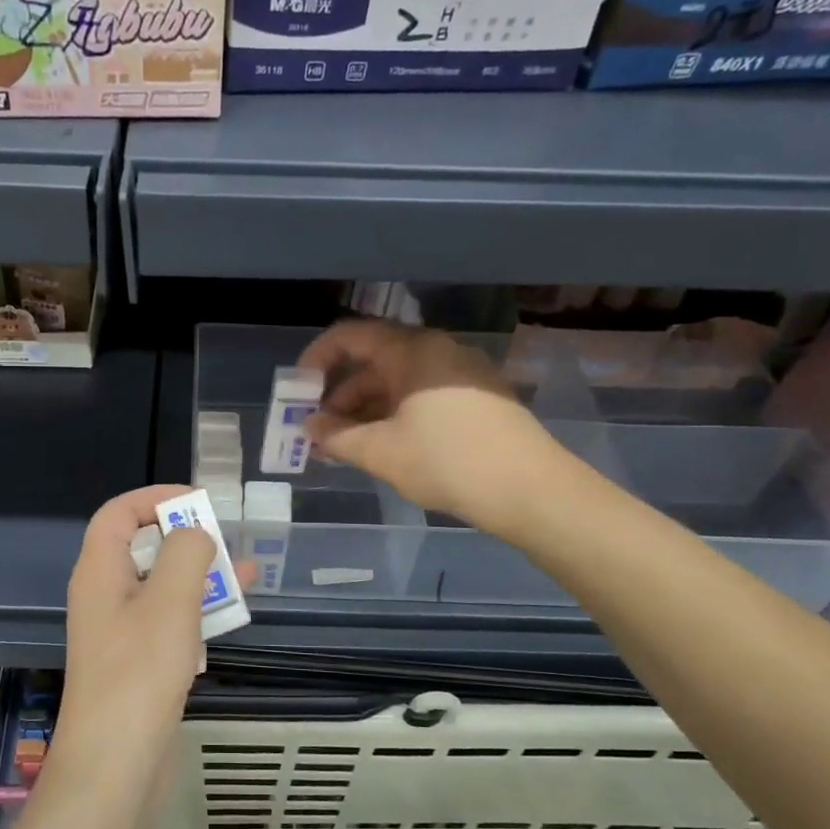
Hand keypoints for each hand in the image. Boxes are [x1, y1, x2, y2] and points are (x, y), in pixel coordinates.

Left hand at [58, 485, 239, 758]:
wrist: (116, 765)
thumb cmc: (139, 673)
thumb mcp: (169, 601)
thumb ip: (186, 553)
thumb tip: (195, 535)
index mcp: (99, 571)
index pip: (118, 512)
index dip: (154, 498)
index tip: (198, 503)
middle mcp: (105, 595)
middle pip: (142, 546)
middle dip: (186, 538)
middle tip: (226, 541)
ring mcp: (120, 631)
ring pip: (161, 585)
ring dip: (200, 576)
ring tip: (245, 574)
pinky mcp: (138, 662)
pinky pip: (168, 621)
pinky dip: (197, 611)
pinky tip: (231, 616)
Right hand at [298, 319, 558, 521]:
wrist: (533, 491)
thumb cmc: (448, 461)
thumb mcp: (381, 452)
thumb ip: (337, 436)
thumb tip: (310, 427)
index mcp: (413, 350)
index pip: (351, 336)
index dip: (317, 359)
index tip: (297, 391)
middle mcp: (438, 352)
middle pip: (374, 362)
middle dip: (339, 396)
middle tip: (317, 431)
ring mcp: (462, 375)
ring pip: (398, 384)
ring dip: (365, 412)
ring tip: (343, 448)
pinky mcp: (478, 400)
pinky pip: (422, 398)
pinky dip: (394, 417)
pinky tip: (382, 448)